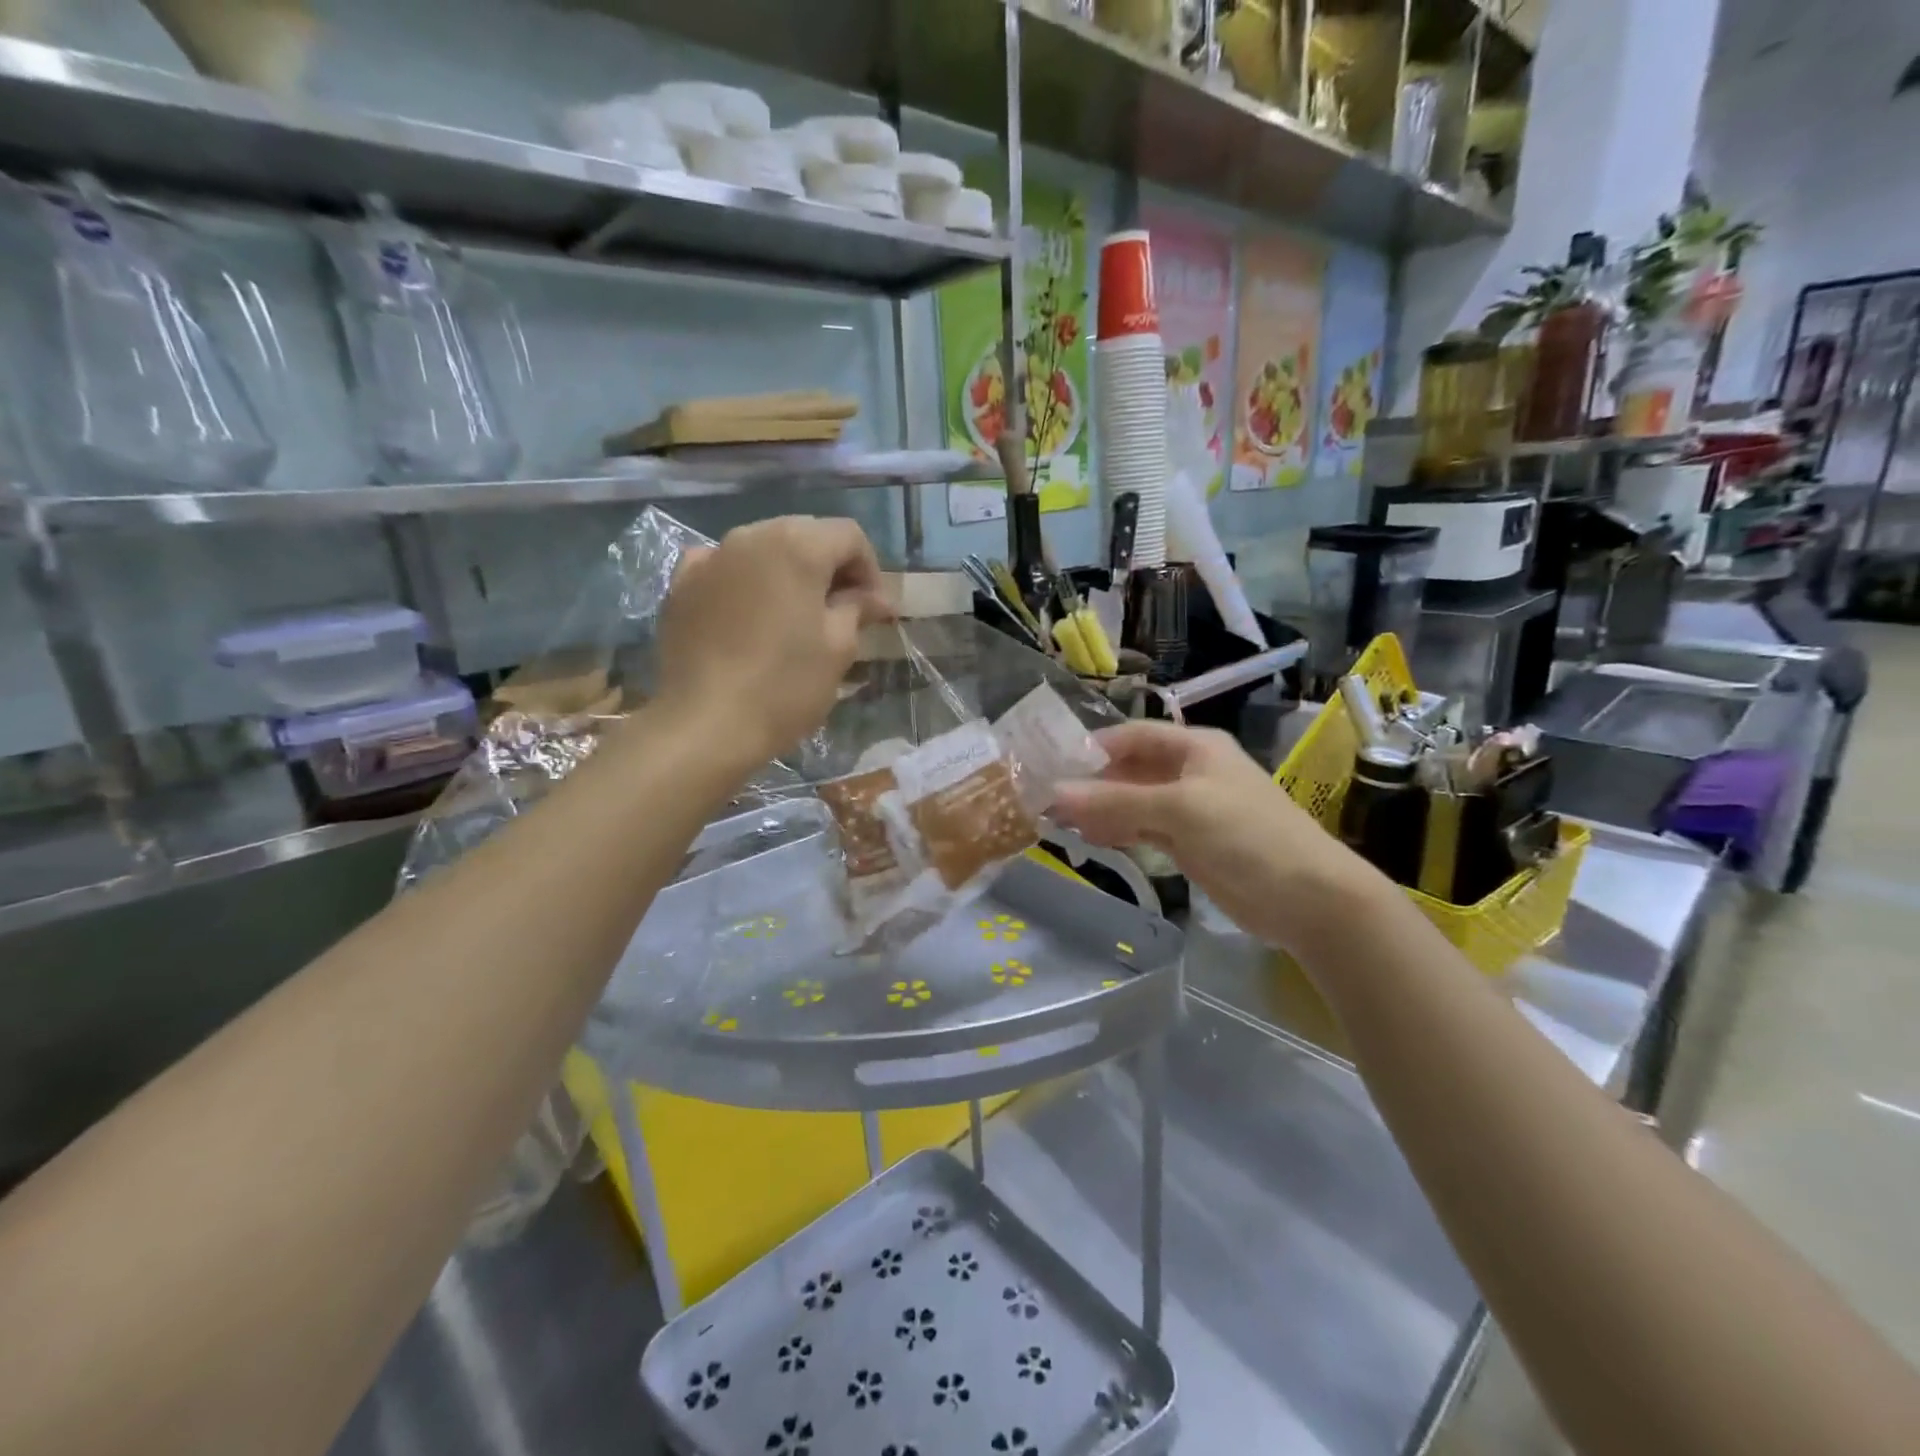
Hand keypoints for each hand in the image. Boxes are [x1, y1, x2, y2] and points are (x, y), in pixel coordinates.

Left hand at [655, 516, 889, 764]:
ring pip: (763, 549)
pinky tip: (748, 613)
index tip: (874, 610)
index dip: (870, 569)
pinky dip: (745, 581)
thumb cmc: (784, 686)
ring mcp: (711, 558)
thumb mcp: (838, 649)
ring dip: (788, 573)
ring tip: (796, 615)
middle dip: (830, 567)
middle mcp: (751, 536)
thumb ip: (857, 609)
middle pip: (805, 534)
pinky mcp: (681, 585)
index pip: (849, 535)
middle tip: (842, 611)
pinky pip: (724, 568)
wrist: (704, 725)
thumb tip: (875, 598)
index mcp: (797, 545)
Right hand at [1052, 721, 1388, 954]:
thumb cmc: (1246, 835)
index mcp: (1195, 748)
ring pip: (1134, 802)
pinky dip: (1118, 831)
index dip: (1095, 746)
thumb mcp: (1180, 809)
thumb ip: (1117, 800)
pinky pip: (1144, 830)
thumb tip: (1056, 793)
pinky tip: (1091, 839)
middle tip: (1047, 798)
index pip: (1134, 735)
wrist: (1307, 897)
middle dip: (1092, 782)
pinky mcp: (1189, 844)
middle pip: (1131, 769)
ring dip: (1101, 809)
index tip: (1053, 763)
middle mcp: (1190, 772)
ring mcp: (1190, 810)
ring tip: (1058, 822)